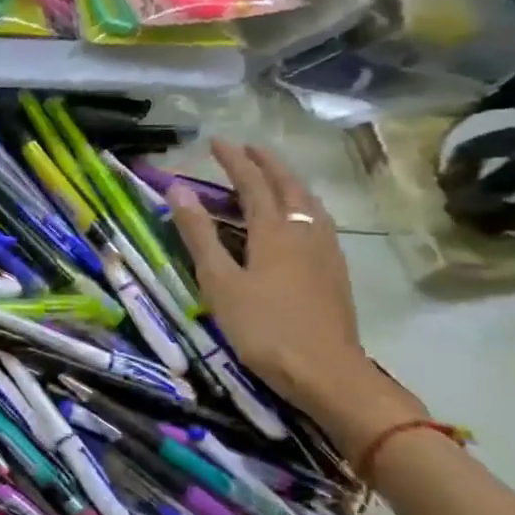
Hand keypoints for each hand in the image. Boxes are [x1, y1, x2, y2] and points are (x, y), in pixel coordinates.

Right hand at [166, 141, 379, 433]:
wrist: (327, 373)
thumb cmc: (263, 328)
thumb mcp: (219, 282)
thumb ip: (199, 235)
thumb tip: (178, 190)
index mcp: (273, 231)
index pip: (252, 183)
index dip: (234, 160)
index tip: (216, 142)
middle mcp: (304, 232)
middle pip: (288, 186)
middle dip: (267, 163)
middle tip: (248, 149)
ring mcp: (326, 252)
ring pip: (310, 202)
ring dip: (290, 181)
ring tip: (275, 176)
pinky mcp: (336, 272)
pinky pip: (319, 222)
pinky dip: (304, 205)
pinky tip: (302, 220)